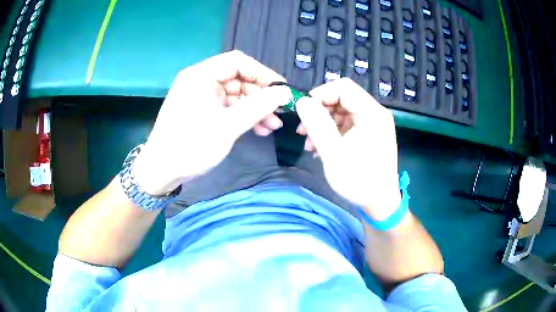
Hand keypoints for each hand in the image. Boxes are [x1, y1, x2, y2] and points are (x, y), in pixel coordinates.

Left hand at [133, 51, 290, 194]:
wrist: (162, 171)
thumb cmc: (190, 146)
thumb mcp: (227, 126)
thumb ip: (258, 106)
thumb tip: (283, 93)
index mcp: (201, 75)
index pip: (238, 62)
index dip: (262, 73)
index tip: (281, 90)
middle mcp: (201, 80)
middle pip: (238, 78)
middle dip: (261, 95)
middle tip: (280, 112)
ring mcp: (201, 96)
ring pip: (236, 94)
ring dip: (255, 108)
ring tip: (272, 125)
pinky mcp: (203, 110)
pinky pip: (228, 106)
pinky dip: (243, 115)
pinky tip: (258, 129)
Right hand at [296, 78, 400, 220]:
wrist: (379, 203)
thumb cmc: (359, 179)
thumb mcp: (333, 152)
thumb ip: (317, 123)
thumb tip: (302, 101)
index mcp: (372, 113)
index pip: (343, 87)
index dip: (321, 94)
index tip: (304, 111)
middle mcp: (374, 113)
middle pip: (342, 98)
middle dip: (319, 111)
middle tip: (303, 130)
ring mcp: (372, 124)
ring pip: (341, 112)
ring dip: (322, 124)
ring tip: (310, 144)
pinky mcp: (368, 134)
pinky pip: (346, 124)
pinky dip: (331, 132)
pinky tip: (320, 148)